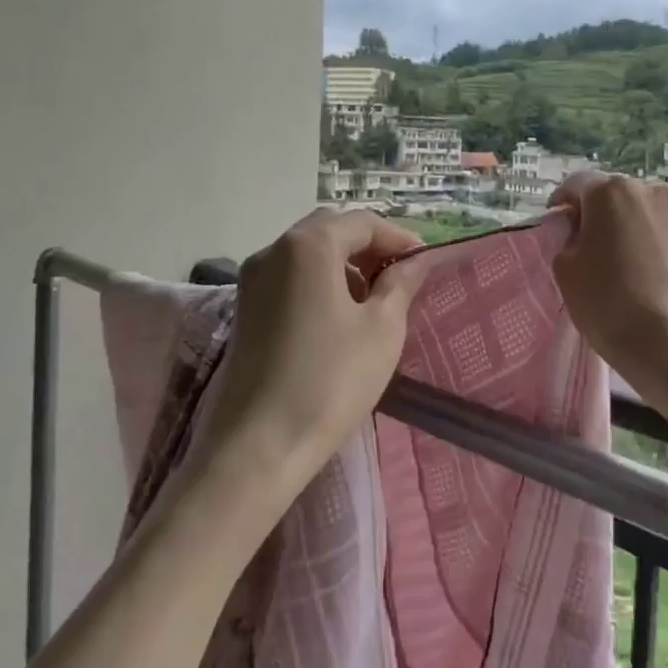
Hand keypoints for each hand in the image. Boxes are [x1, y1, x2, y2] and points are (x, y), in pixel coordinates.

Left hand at [191, 208, 425, 503]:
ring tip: (373, 299)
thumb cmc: (330, 380)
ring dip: (343, 263)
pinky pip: (288, 276)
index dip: (398, 237)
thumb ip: (400, 284)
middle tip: (400, 276)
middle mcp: (273, 250)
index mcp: (308, 245)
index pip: (362, 222)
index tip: (424, 263)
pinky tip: (338, 315)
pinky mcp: (244, 308)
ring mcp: (251, 279)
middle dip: (368, 246)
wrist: (258, 446)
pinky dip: (318, 281)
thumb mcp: (382, 329)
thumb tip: (413, 261)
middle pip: (330, 230)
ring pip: (306, 253)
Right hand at [549, 172, 667, 385]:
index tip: (558, 227)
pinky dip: (659, 246)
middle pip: (616, 195)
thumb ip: (568, 239)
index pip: (577, 184)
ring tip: (628, 264)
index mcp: (611, 191)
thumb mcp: (565, 270)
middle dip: (601, 215)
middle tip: (592, 248)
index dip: (563, 203)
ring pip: (647, 213)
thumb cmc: (610, 304)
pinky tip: (655, 277)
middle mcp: (652, 191)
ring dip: (633, 228)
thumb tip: (583, 234)